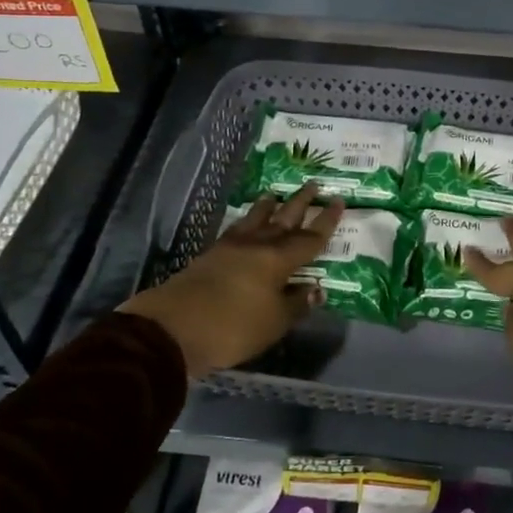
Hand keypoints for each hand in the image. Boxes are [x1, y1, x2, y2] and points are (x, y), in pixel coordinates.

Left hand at [120, 185, 343, 379]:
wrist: (173, 327)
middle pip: (284, 219)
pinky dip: (247, 220)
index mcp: (279, 260)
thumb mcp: (274, 323)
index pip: (310, 238)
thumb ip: (296, 304)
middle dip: (301, 203)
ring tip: (275, 194)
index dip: (326, 221)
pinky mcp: (211, 255)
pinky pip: (237, 229)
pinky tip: (246, 222)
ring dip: (269, 206)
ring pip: (256, 219)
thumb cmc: (233, 327)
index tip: (338, 201)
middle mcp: (258, 246)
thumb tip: (317, 288)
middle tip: (314, 184)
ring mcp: (231, 247)